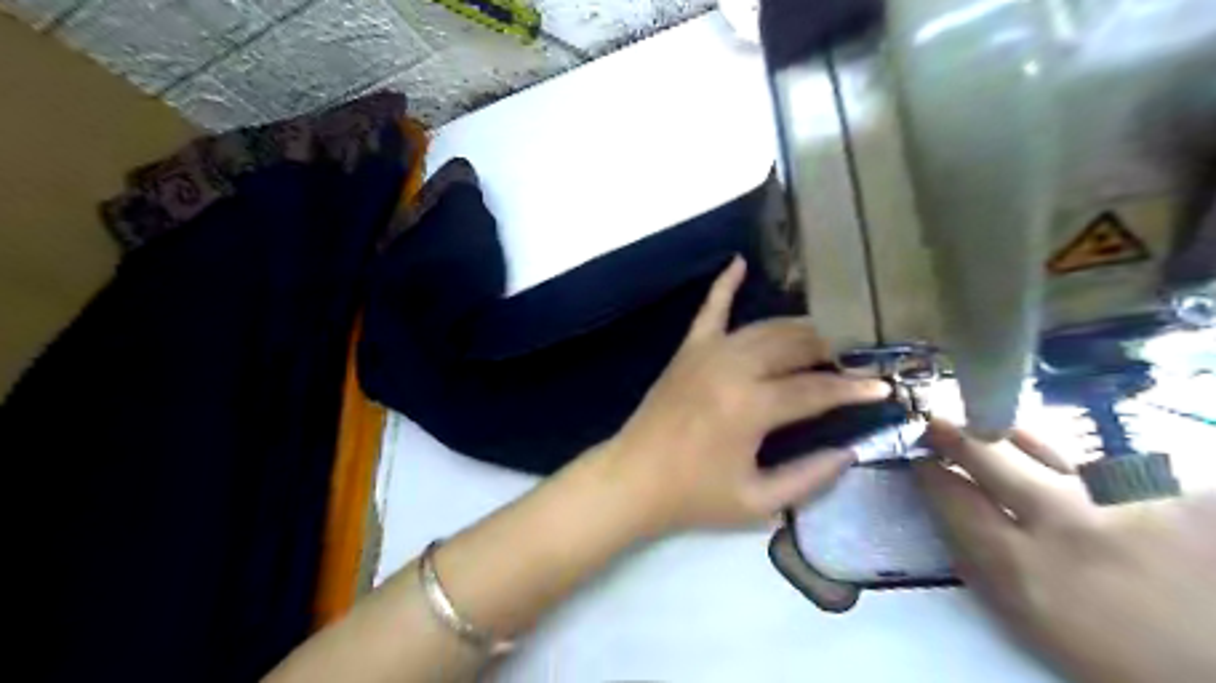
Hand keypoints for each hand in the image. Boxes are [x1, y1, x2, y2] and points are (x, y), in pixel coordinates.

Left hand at [606, 257, 884, 534]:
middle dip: (832, 351)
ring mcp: (707, 353)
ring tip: (826, 336)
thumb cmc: (694, 497)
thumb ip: (809, 477)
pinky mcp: (688, 350)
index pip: (816, 390)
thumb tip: (849, 451)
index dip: (854, 390)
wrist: (632, 480)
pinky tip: (739, 262)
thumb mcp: (757, 503)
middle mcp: (732, 368)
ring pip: (765, 327)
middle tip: (856, 361)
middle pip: (795, 346)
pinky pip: (710, 309)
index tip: (883, 388)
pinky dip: (725, 285)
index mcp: (750, 407)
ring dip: (799, 328)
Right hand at [916, 421, 1215, 682]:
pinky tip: (1078, 476)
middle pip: (989, 457)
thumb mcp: (1032, 626)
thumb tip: (950, 523)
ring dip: (1010, 438)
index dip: (930, 472)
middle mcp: (1064, 524)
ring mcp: (1124, 502)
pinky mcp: (1175, 494)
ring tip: (996, 428)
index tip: (919, 459)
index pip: (953, 498)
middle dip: (954, 436)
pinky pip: (1107, 466)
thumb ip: (984, 570)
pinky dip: (1082, 467)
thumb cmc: (1115, 658)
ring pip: (1047, 449)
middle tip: (936, 423)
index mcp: (1023, 568)